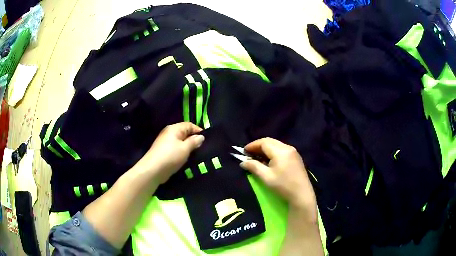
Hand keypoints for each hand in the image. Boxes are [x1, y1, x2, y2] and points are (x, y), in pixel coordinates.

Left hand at [134, 122, 203, 183]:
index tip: (206, 140)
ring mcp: (165, 142)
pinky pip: (176, 149)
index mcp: (174, 129)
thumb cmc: (170, 156)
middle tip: (202, 148)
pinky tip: (186, 159)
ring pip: (180, 142)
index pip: (189, 125)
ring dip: (188, 147)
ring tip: (196, 154)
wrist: (153, 170)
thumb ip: (194, 141)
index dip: (198, 130)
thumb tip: (201, 137)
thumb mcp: (185, 148)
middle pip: (184, 133)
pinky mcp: (164, 152)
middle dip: (193, 139)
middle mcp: (169, 133)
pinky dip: (182, 152)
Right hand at [240, 138, 316, 219]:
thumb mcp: (266, 177)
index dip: (252, 145)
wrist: (301, 194)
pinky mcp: (296, 157)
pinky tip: (269, 160)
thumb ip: (254, 167)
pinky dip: (273, 152)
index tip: (243, 151)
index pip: (264, 142)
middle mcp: (288, 148)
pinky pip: (281, 149)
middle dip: (258, 146)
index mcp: (280, 151)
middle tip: (249, 154)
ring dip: (265, 149)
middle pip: (270, 141)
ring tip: (257, 158)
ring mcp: (293, 152)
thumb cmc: (283, 186)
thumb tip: (242, 162)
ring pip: (276, 145)